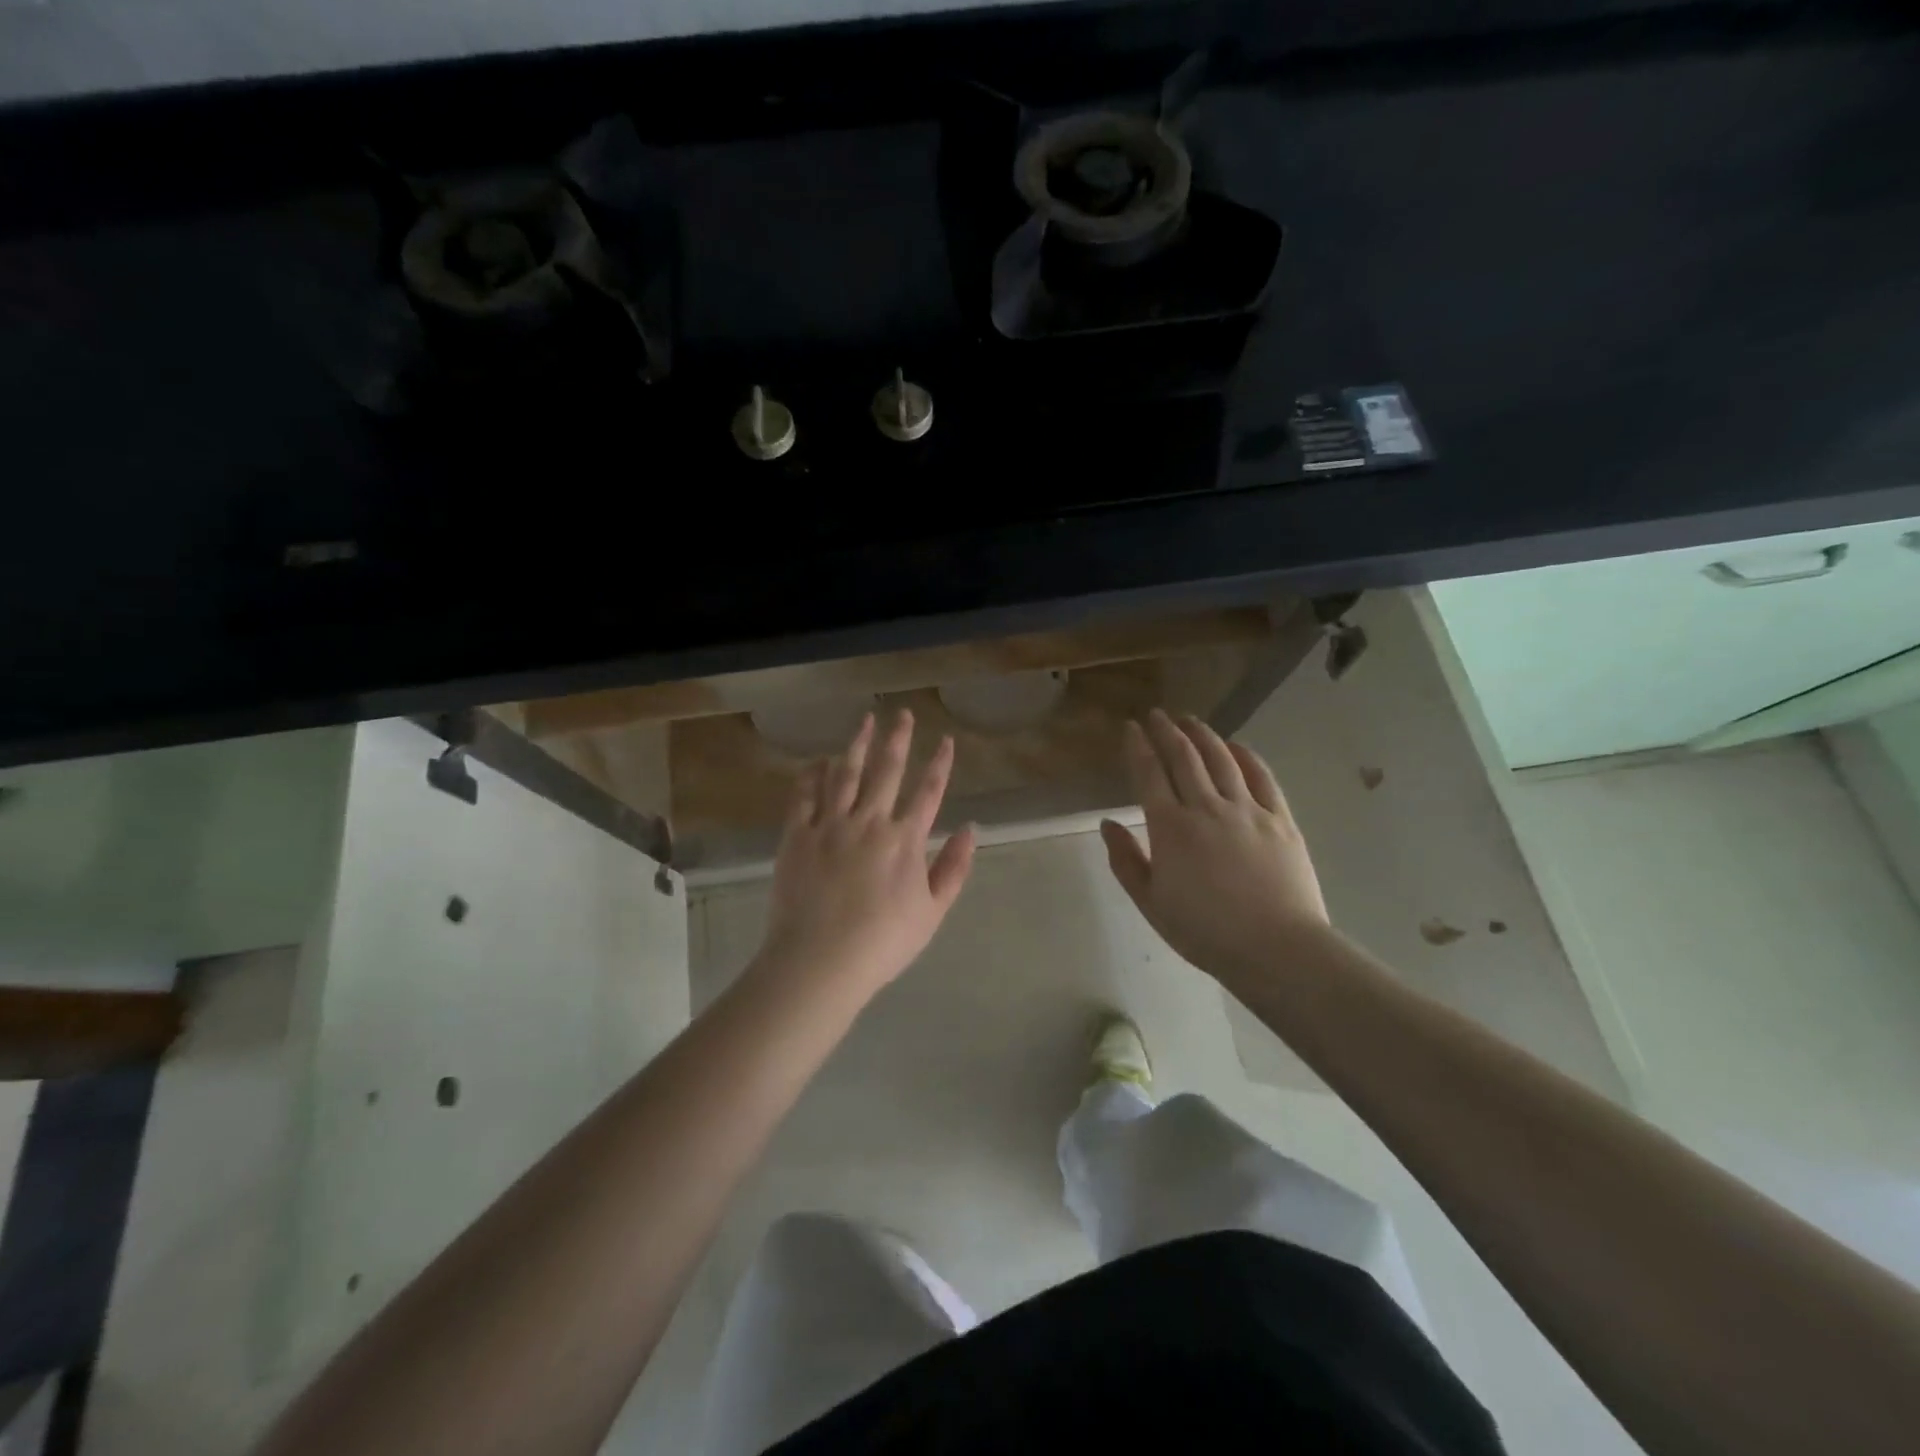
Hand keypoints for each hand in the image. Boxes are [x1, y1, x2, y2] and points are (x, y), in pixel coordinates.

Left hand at [757, 710, 975, 999]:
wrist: (820, 960)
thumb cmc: (882, 942)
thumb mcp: (932, 911)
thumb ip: (953, 868)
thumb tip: (971, 829)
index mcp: (905, 840)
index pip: (929, 792)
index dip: (940, 764)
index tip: (946, 740)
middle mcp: (870, 821)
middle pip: (887, 771)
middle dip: (898, 739)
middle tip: (902, 714)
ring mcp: (830, 825)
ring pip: (846, 773)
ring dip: (857, 744)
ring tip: (864, 721)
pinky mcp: (797, 835)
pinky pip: (805, 796)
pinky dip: (813, 775)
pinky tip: (818, 760)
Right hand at [1101, 710, 1329, 985]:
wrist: (1277, 948)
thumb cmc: (1205, 932)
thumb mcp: (1151, 903)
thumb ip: (1126, 861)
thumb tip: (1107, 824)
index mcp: (1170, 828)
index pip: (1149, 774)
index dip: (1137, 747)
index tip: (1130, 727)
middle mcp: (1206, 807)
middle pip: (1184, 757)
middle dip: (1167, 731)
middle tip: (1157, 715)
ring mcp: (1247, 809)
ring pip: (1221, 758)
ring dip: (1203, 735)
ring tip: (1190, 720)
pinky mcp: (1280, 819)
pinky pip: (1262, 776)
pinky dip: (1246, 755)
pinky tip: (1236, 746)